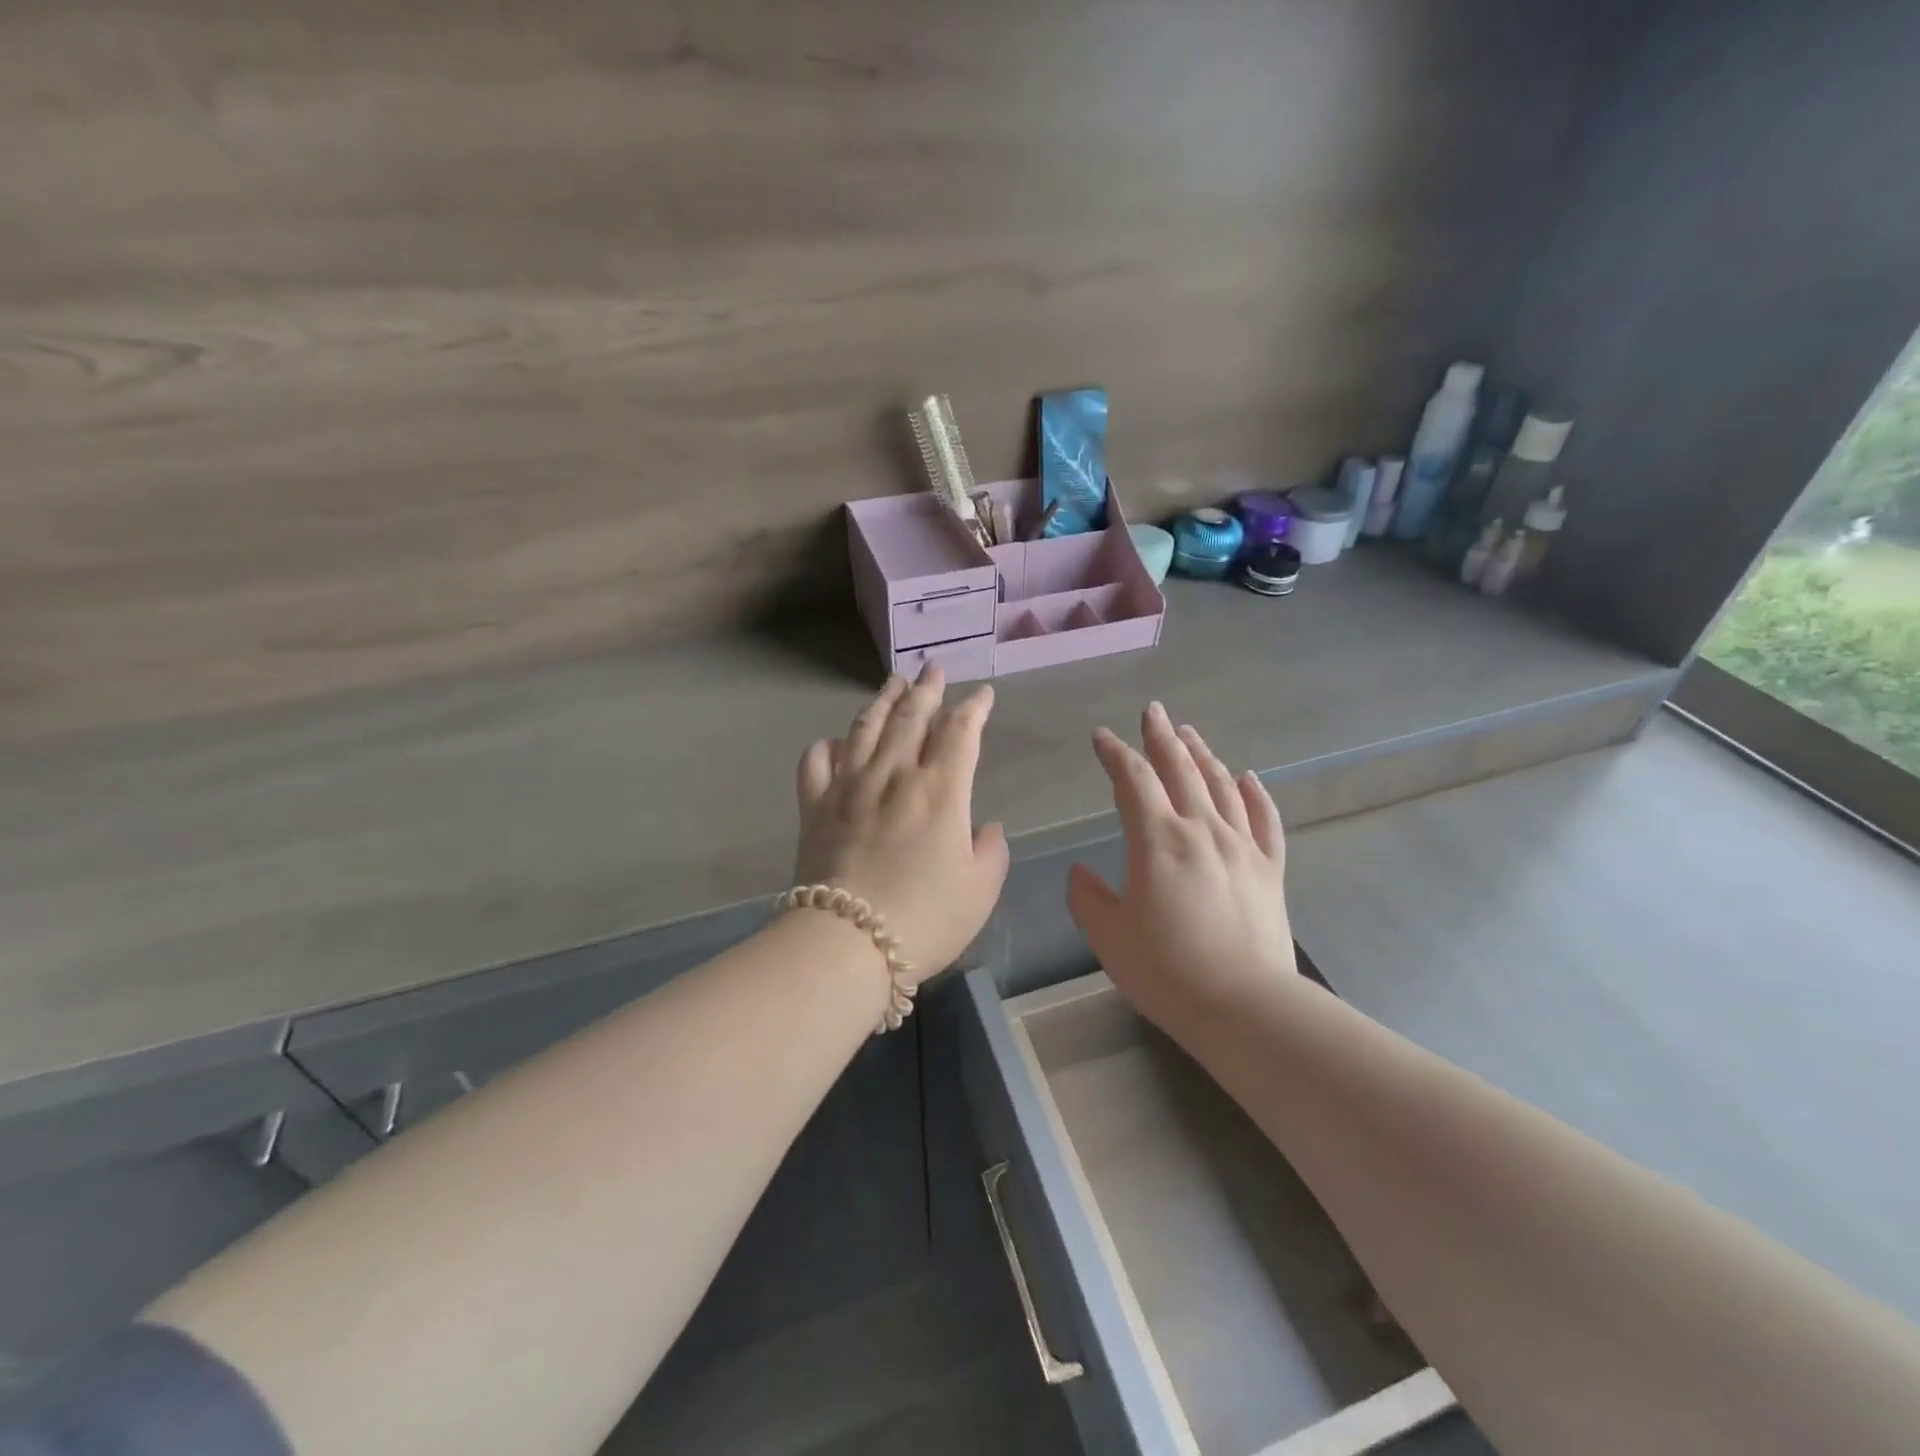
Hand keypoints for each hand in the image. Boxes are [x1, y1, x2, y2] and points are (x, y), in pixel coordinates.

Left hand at [794, 666, 1009, 984]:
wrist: (847, 942)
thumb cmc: (925, 918)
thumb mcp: (980, 890)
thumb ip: (991, 851)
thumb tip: (984, 827)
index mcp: (941, 790)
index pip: (961, 733)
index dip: (974, 708)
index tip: (982, 694)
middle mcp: (894, 775)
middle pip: (911, 717)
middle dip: (927, 689)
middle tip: (933, 668)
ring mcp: (849, 786)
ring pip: (866, 728)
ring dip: (883, 701)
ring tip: (893, 683)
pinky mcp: (814, 806)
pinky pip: (817, 762)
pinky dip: (827, 746)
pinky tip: (835, 742)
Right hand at [1068, 702, 1297, 1032]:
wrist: (1245, 1006)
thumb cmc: (1167, 971)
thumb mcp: (1109, 937)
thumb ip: (1088, 898)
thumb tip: (1079, 872)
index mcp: (1157, 839)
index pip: (1133, 780)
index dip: (1115, 753)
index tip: (1101, 737)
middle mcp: (1201, 829)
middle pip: (1180, 769)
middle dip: (1162, 737)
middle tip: (1153, 711)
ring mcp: (1241, 846)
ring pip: (1221, 785)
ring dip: (1202, 754)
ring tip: (1189, 733)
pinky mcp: (1269, 869)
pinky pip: (1264, 820)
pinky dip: (1255, 794)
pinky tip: (1248, 778)